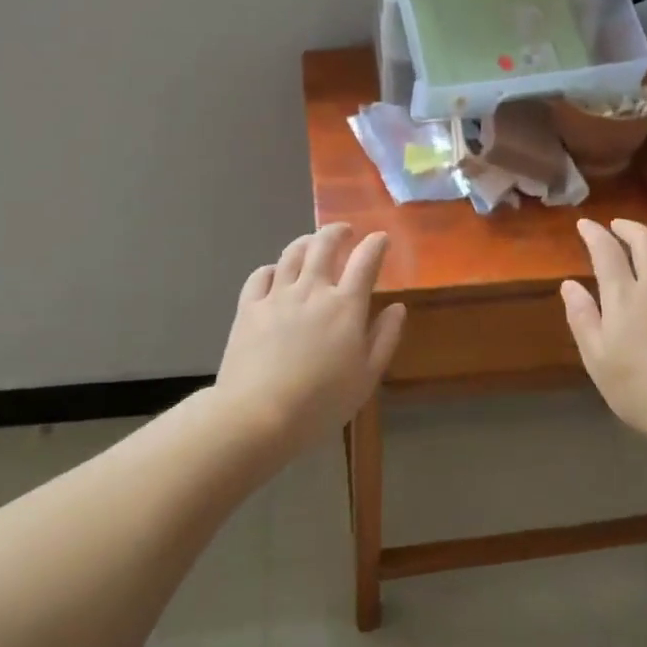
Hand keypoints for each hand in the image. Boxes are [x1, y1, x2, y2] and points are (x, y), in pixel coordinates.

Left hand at [216, 223, 405, 449]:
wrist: (259, 414)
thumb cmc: (322, 401)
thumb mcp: (367, 376)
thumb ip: (385, 338)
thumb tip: (397, 307)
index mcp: (345, 306)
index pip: (365, 261)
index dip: (375, 245)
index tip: (380, 238)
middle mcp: (312, 290)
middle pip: (324, 245)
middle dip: (337, 232)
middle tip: (345, 231)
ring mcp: (277, 296)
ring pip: (292, 254)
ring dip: (306, 241)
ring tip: (312, 242)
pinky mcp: (248, 308)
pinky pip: (260, 275)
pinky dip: (271, 268)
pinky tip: (275, 273)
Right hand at [561, 218, 646, 435]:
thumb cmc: (637, 388)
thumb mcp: (596, 358)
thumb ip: (582, 317)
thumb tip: (569, 284)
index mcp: (624, 297)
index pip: (607, 252)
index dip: (594, 234)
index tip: (584, 224)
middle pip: (646, 243)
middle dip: (630, 228)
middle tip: (618, 226)